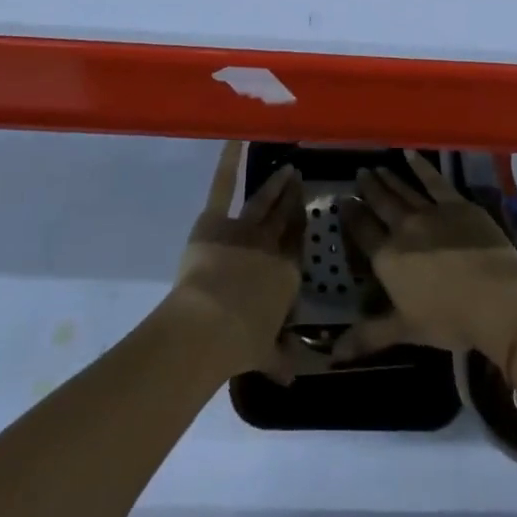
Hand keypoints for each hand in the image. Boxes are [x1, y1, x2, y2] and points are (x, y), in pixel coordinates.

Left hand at [168, 141, 309, 379]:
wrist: (210, 323)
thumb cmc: (242, 341)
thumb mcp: (266, 354)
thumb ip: (280, 359)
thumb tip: (294, 377)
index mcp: (286, 275)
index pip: (297, 245)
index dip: (301, 227)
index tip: (306, 211)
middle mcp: (271, 247)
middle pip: (285, 218)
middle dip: (293, 199)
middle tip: (300, 178)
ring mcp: (244, 229)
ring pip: (263, 202)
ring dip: (275, 185)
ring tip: (287, 168)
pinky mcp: (216, 220)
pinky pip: (223, 187)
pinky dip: (228, 161)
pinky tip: (235, 138)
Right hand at [335, 150, 516, 363]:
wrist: (496, 298)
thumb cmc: (448, 318)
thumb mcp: (405, 330)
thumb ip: (367, 336)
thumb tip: (331, 354)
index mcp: (387, 258)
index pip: (362, 231)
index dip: (351, 215)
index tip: (342, 200)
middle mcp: (403, 228)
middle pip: (381, 204)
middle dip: (368, 189)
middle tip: (359, 173)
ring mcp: (430, 212)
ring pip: (403, 190)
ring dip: (388, 179)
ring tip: (376, 167)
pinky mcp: (456, 203)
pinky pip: (433, 180)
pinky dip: (420, 166)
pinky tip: (410, 154)